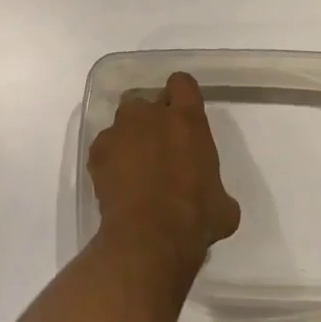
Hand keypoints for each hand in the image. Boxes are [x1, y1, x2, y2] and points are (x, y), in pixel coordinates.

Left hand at [89, 72, 240, 264]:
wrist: (150, 238)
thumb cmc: (195, 218)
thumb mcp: (223, 205)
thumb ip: (216, 187)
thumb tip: (214, 198)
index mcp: (187, 120)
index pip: (183, 83)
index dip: (182, 95)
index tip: (183, 112)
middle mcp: (150, 114)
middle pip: (148, 102)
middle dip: (153, 118)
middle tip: (159, 146)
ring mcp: (120, 130)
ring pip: (124, 121)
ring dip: (130, 136)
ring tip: (134, 165)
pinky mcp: (98, 150)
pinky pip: (105, 146)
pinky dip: (110, 159)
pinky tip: (117, 183)